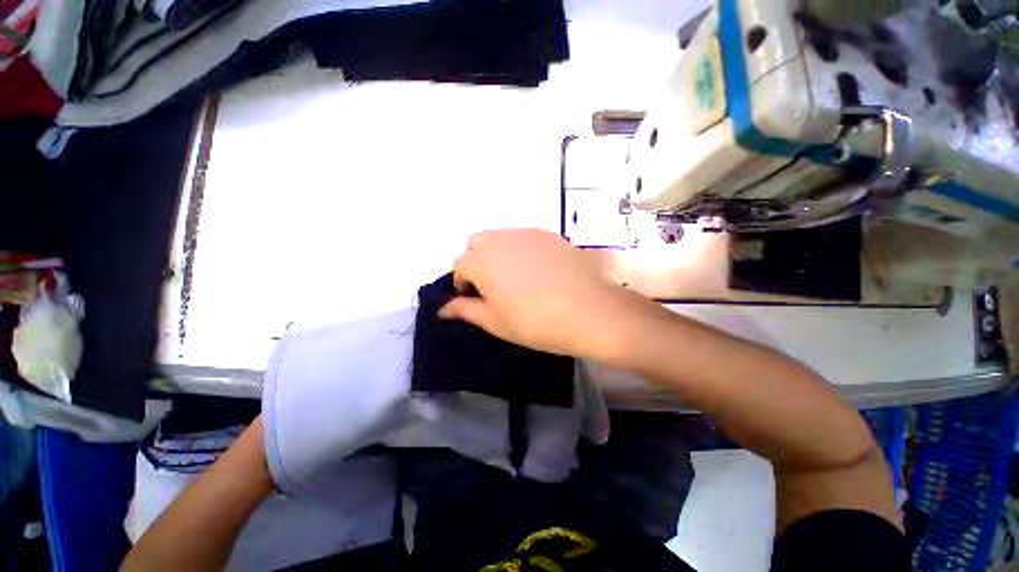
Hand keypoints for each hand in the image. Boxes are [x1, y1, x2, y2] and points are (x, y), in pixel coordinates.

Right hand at [440, 229, 630, 357]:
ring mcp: (527, 233)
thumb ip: (465, 310)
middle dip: (476, 262)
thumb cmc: (535, 322)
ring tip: (514, 278)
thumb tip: (443, 308)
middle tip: (492, 286)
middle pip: (476, 243)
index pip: (460, 265)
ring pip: (499, 237)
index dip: (462, 283)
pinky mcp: (549, 234)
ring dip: (497, 253)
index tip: (473, 299)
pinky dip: (519, 249)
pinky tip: (536, 270)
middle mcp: (500, 239)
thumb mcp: (495, 322)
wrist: (588, 312)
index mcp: (482, 261)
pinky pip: (523, 237)